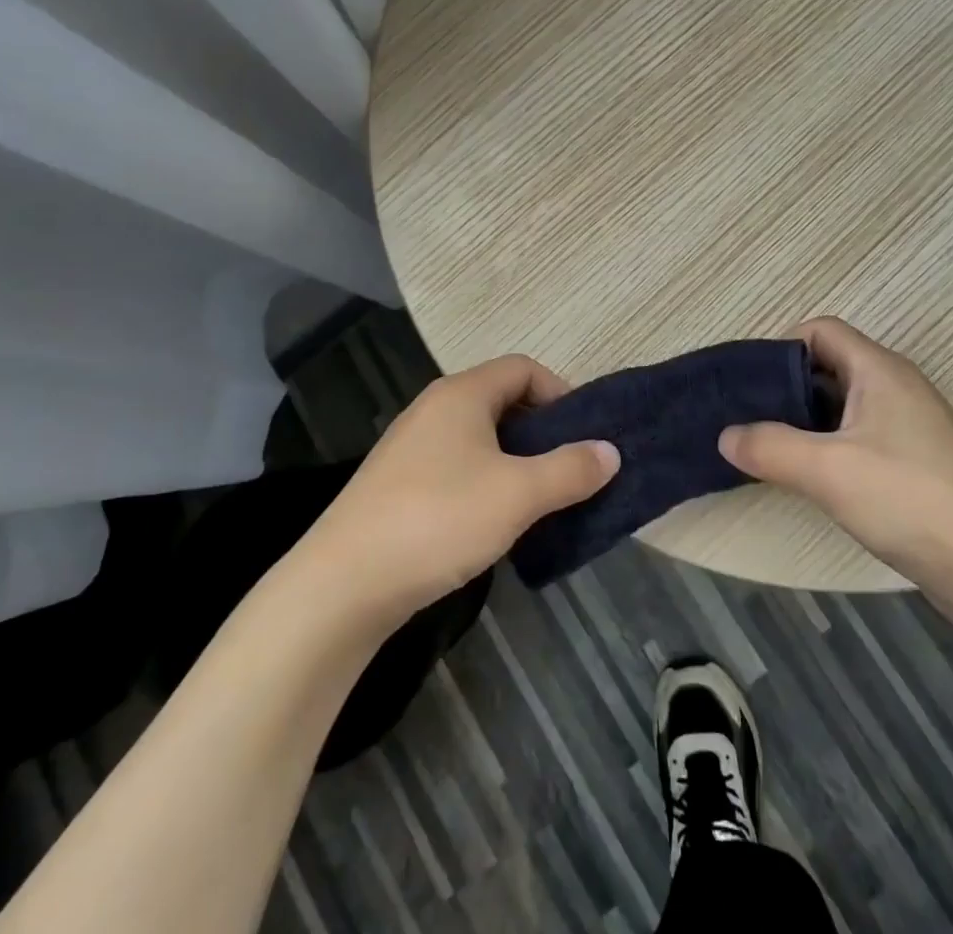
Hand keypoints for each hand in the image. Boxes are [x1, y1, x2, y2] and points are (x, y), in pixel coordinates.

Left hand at [303, 355, 618, 624]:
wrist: (342, 585)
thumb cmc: (438, 519)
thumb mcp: (518, 494)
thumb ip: (570, 469)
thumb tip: (610, 451)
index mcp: (461, 394)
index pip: (522, 368)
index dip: (560, 392)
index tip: (584, 433)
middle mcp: (434, 409)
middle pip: (502, 401)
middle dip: (542, 431)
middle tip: (570, 468)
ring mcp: (412, 448)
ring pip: (480, 438)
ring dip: (516, 461)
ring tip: (541, 499)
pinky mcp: (398, 485)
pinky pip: (458, 467)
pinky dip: (487, 482)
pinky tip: (497, 522)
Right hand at [719, 318, 952, 622]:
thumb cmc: (909, 499)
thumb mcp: (826, 470)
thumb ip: (769, 447)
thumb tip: (726, 436)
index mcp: (879, 370)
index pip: (821, 330)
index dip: (781, 348)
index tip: (750, 386)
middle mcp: (897, 387)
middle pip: (830, 366)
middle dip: (787, 388)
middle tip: (749, 419)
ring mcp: (910, 426)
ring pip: (844, 406)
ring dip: (806, 422)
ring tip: (769, 450)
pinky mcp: (916, 463)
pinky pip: (861, 438)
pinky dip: (830, 448)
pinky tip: (811, 479)